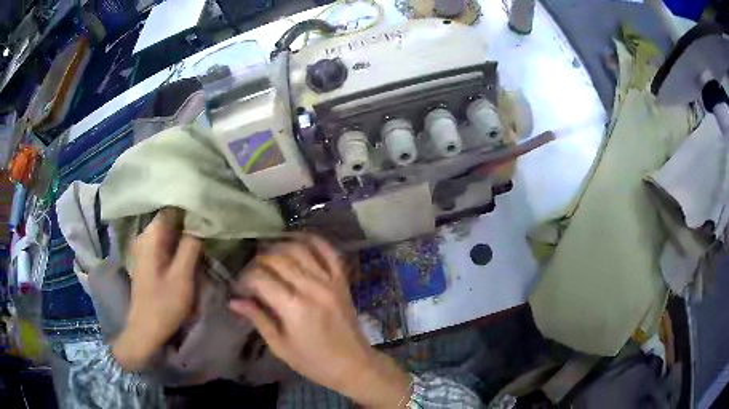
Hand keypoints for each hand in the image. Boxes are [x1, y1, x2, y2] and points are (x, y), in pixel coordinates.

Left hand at [112, 210, 201, 370]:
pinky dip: (177, 242)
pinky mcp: (148, 259)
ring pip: (168, 231)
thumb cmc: (163, 304)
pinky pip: (165, 243)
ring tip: (204, 235)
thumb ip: (191, 246)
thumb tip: (201, 221)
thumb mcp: (182, 276)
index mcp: (151, 236)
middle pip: (170, 219)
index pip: (172, 208)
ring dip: (184, 232)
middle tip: (211, 224)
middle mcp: (145, 236)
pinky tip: (189, 249)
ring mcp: (144, 248)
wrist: (145, 329)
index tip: (209, 211)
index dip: (190, 207)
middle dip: (189, 220)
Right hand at [229, 236, 411, 407]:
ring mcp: (330, 280)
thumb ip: (258, 319)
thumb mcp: (280, 346)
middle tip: (250, 272)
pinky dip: (311, 239)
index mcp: (294, 308)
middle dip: (258, 261)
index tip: (239, 287)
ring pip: (300, 249)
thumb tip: (234, 301)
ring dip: (279, 246)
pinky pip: (328, 251)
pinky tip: (296, 239)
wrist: (354, 365)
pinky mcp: (342, 279)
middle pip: (278, 258)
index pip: (261, 278)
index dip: (245, 278)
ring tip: (266, 254)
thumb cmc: (313, 362)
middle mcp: (312, 287)